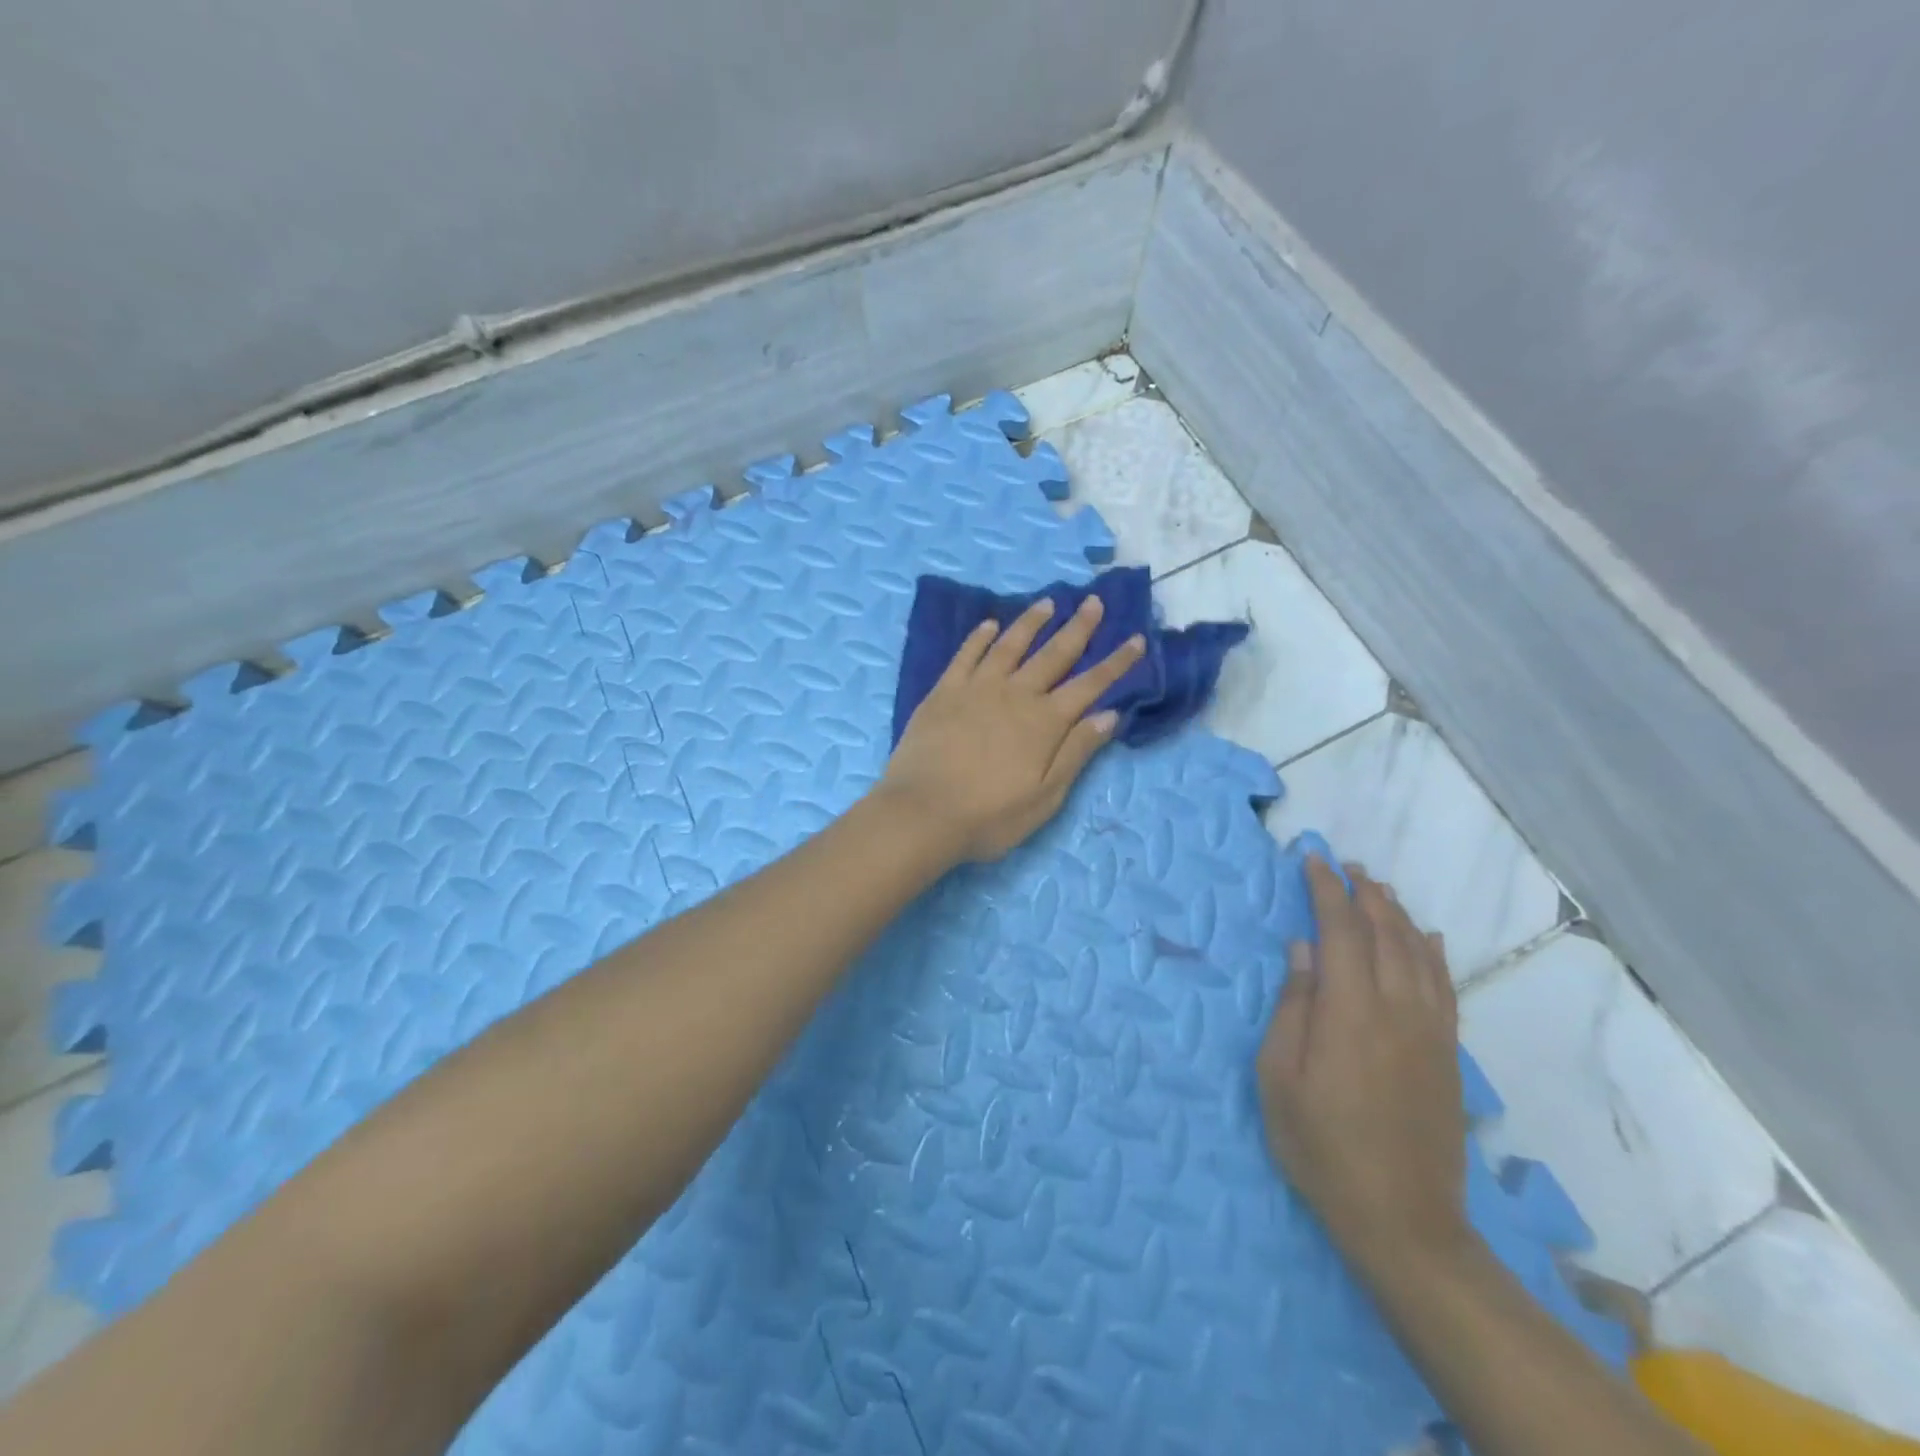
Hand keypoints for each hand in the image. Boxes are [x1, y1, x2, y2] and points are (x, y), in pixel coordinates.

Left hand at [879, 595, 1145, 862]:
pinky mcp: (943, 691)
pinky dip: (980, 637)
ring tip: (1048, 603)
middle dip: (1079, 628)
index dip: (1116, 663)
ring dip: (1031, 622)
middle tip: (1094, 602)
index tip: (1136, 638)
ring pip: (1010, 645)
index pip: (1090, 685)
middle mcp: (1015, 694)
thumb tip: (1109, 714)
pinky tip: (990, 625)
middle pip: (1054, 654)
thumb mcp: (1045, 796)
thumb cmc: (989, 816)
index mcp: (1045, 722)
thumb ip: (1076, 752)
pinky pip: (966, 655)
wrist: (921, 813)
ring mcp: (976, 688)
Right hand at [1258, 858, 1470, 1272]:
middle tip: (1344, 865)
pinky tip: (1426, 937)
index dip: (1326, 891)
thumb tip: (1303, 948)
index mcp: (1349, 1011)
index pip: (1341, 930)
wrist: (1403, 1219)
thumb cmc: (1321, 1146)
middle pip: (1385, 933)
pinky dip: (1433, 952)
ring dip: (1397, 914)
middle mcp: (1397, 1009)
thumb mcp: (1280, 1078)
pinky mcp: (1448, 1054)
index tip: (1312, 861)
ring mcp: (1430, 1031)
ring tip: (1378, 889)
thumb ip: (1292, 1007)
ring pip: (1418, 953)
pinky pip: (1444, 986)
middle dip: (1363, 893)